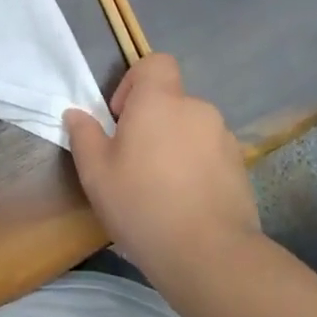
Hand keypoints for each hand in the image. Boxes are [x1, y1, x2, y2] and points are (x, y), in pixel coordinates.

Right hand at [64, 54, 261, 280]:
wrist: (208, 253)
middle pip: (171, 100)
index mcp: (160, 101)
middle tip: (134, 161)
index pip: (156, 62)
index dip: (136, 81)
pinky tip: (185, 202)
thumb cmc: (142, 204)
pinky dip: (197, 167)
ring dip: (175, 145)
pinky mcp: (240, 166)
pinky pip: (211, 154)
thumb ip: (84, 135)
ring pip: (191, 129)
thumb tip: (76, 114)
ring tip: (161, 187)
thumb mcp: (95, 173)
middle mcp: (196, 109)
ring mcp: (224, 138)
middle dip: (153, 122)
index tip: (122, 117)